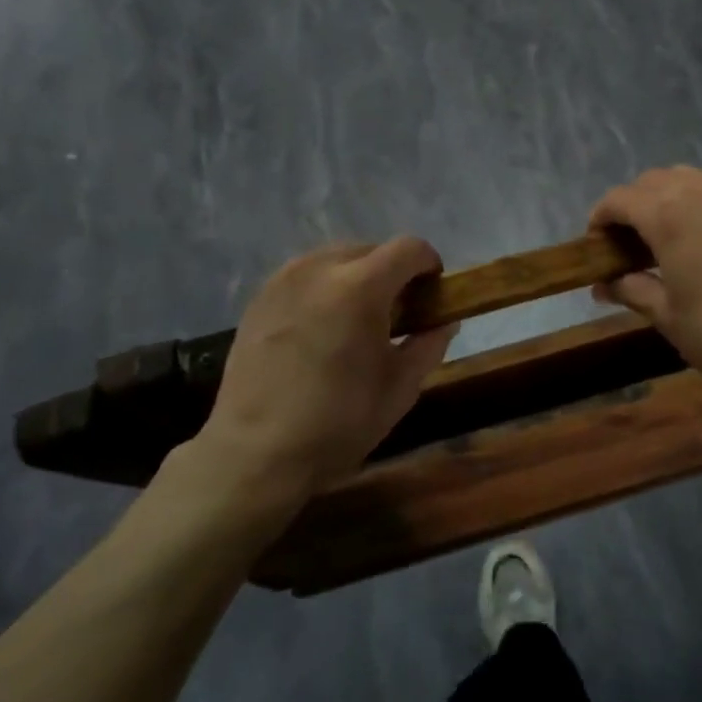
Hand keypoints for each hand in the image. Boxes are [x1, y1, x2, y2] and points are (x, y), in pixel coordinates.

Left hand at [193, 238, 457, 500]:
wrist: (256, 453)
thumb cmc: (339, 422)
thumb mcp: (401, 388)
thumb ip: (429, 344)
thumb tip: (445, 322)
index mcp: (361, 286)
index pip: (409, 248)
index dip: (429, 264)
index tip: (432, 293)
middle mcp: (320, 268)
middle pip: (371, 249)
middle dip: (392, 272)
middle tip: (396, 313)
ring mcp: (284, 279)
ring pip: (335, 258)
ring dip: (356, 277)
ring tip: (355, 320)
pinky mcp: (259, 297)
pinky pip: (305, 275)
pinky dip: (324, 288)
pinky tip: (321, 329)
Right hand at [588, 166, 701, 403]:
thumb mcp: (665, 314)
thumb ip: (630, 288)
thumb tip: (602, 284)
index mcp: (666, 212)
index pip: (617, 200)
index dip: (599, 220)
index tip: (595, 247)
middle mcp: (697, 187)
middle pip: (648, 183)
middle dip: (630, 209)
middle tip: (627, 248)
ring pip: (683, 178)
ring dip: (664, 198)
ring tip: (664, 235)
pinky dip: (701, 195)